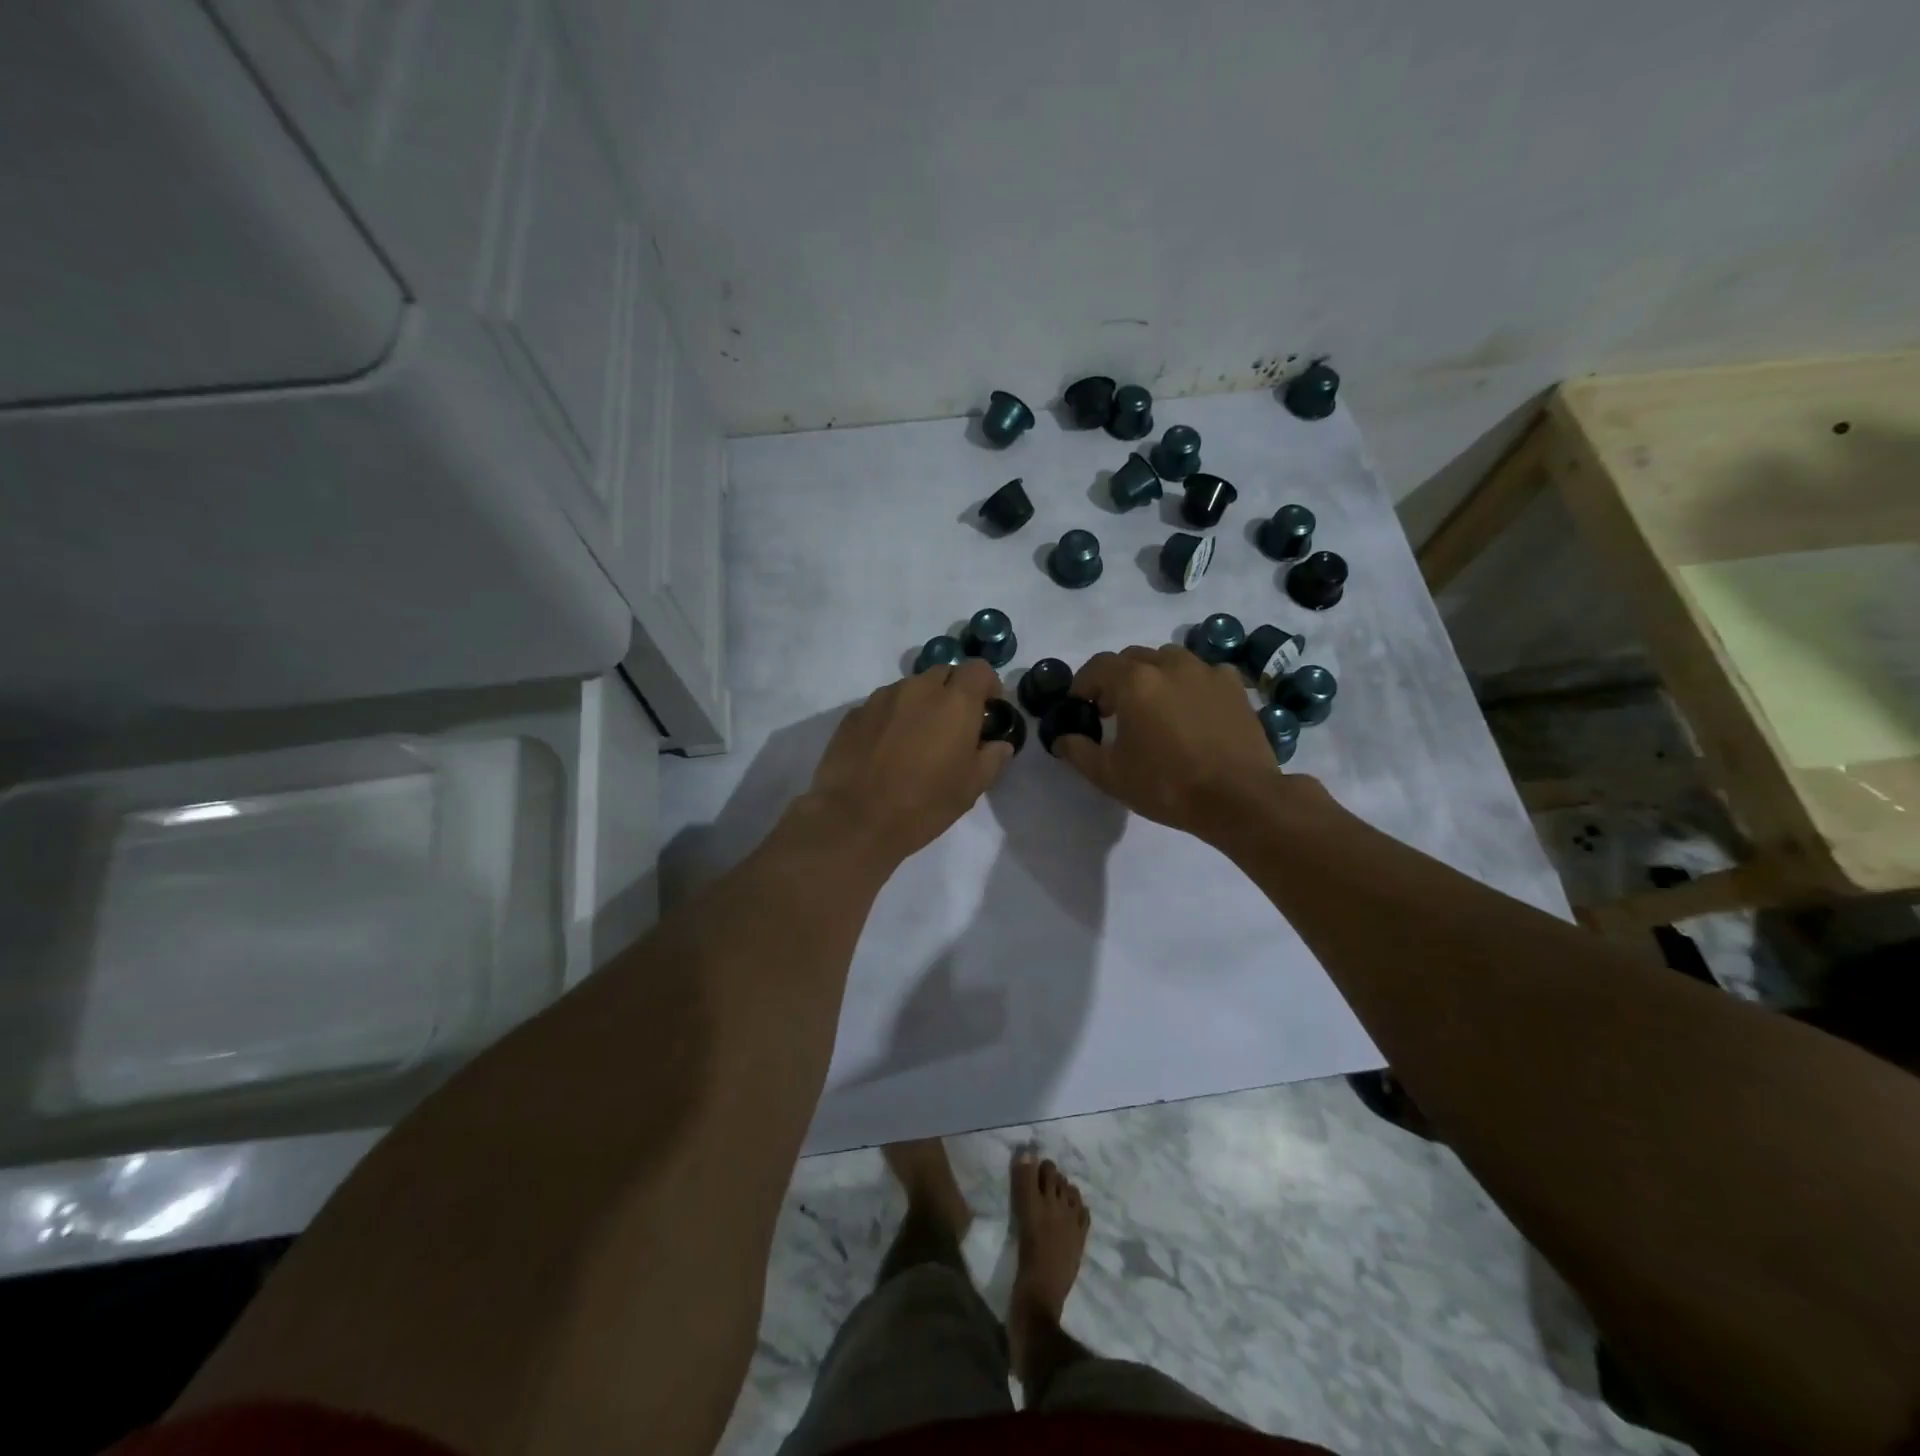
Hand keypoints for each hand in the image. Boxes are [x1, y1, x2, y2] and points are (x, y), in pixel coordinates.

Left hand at [803, 659, 1012, 864]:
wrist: (854, 820)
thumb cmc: (923, 805)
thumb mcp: (970, 789)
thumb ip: (991, 759)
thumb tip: (1000, 744)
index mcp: (954, 702)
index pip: (978, 669)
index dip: (987, 684)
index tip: (987, 709)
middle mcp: (918, 689)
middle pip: (943, 673)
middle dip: (954, 692)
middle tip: (953, 726)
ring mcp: (882, 698)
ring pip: (911, 688)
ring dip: (921, 704)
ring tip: (916, 739)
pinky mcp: (854, 713)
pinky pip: (883, 705)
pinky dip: (893, 717)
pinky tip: (886, 749)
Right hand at [1055, 646, 1288, 839]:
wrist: (1239, 798)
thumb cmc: (1167, 786)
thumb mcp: (1110, 775)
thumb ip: (1078, 751)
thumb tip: (1061, 738)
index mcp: (1135, 682)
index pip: (1098, 666)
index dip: (1083, 684)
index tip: (1080, 707)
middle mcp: (1169, 665)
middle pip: (1132, 658)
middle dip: (1116, 679)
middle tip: (1113, 710)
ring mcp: (1206, 671)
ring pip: (1168, 659)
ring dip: (1153, 676)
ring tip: (1153, 707)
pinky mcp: (1233, 686)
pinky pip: (1203, 673)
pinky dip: (1189, 683)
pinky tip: (1191, 709)